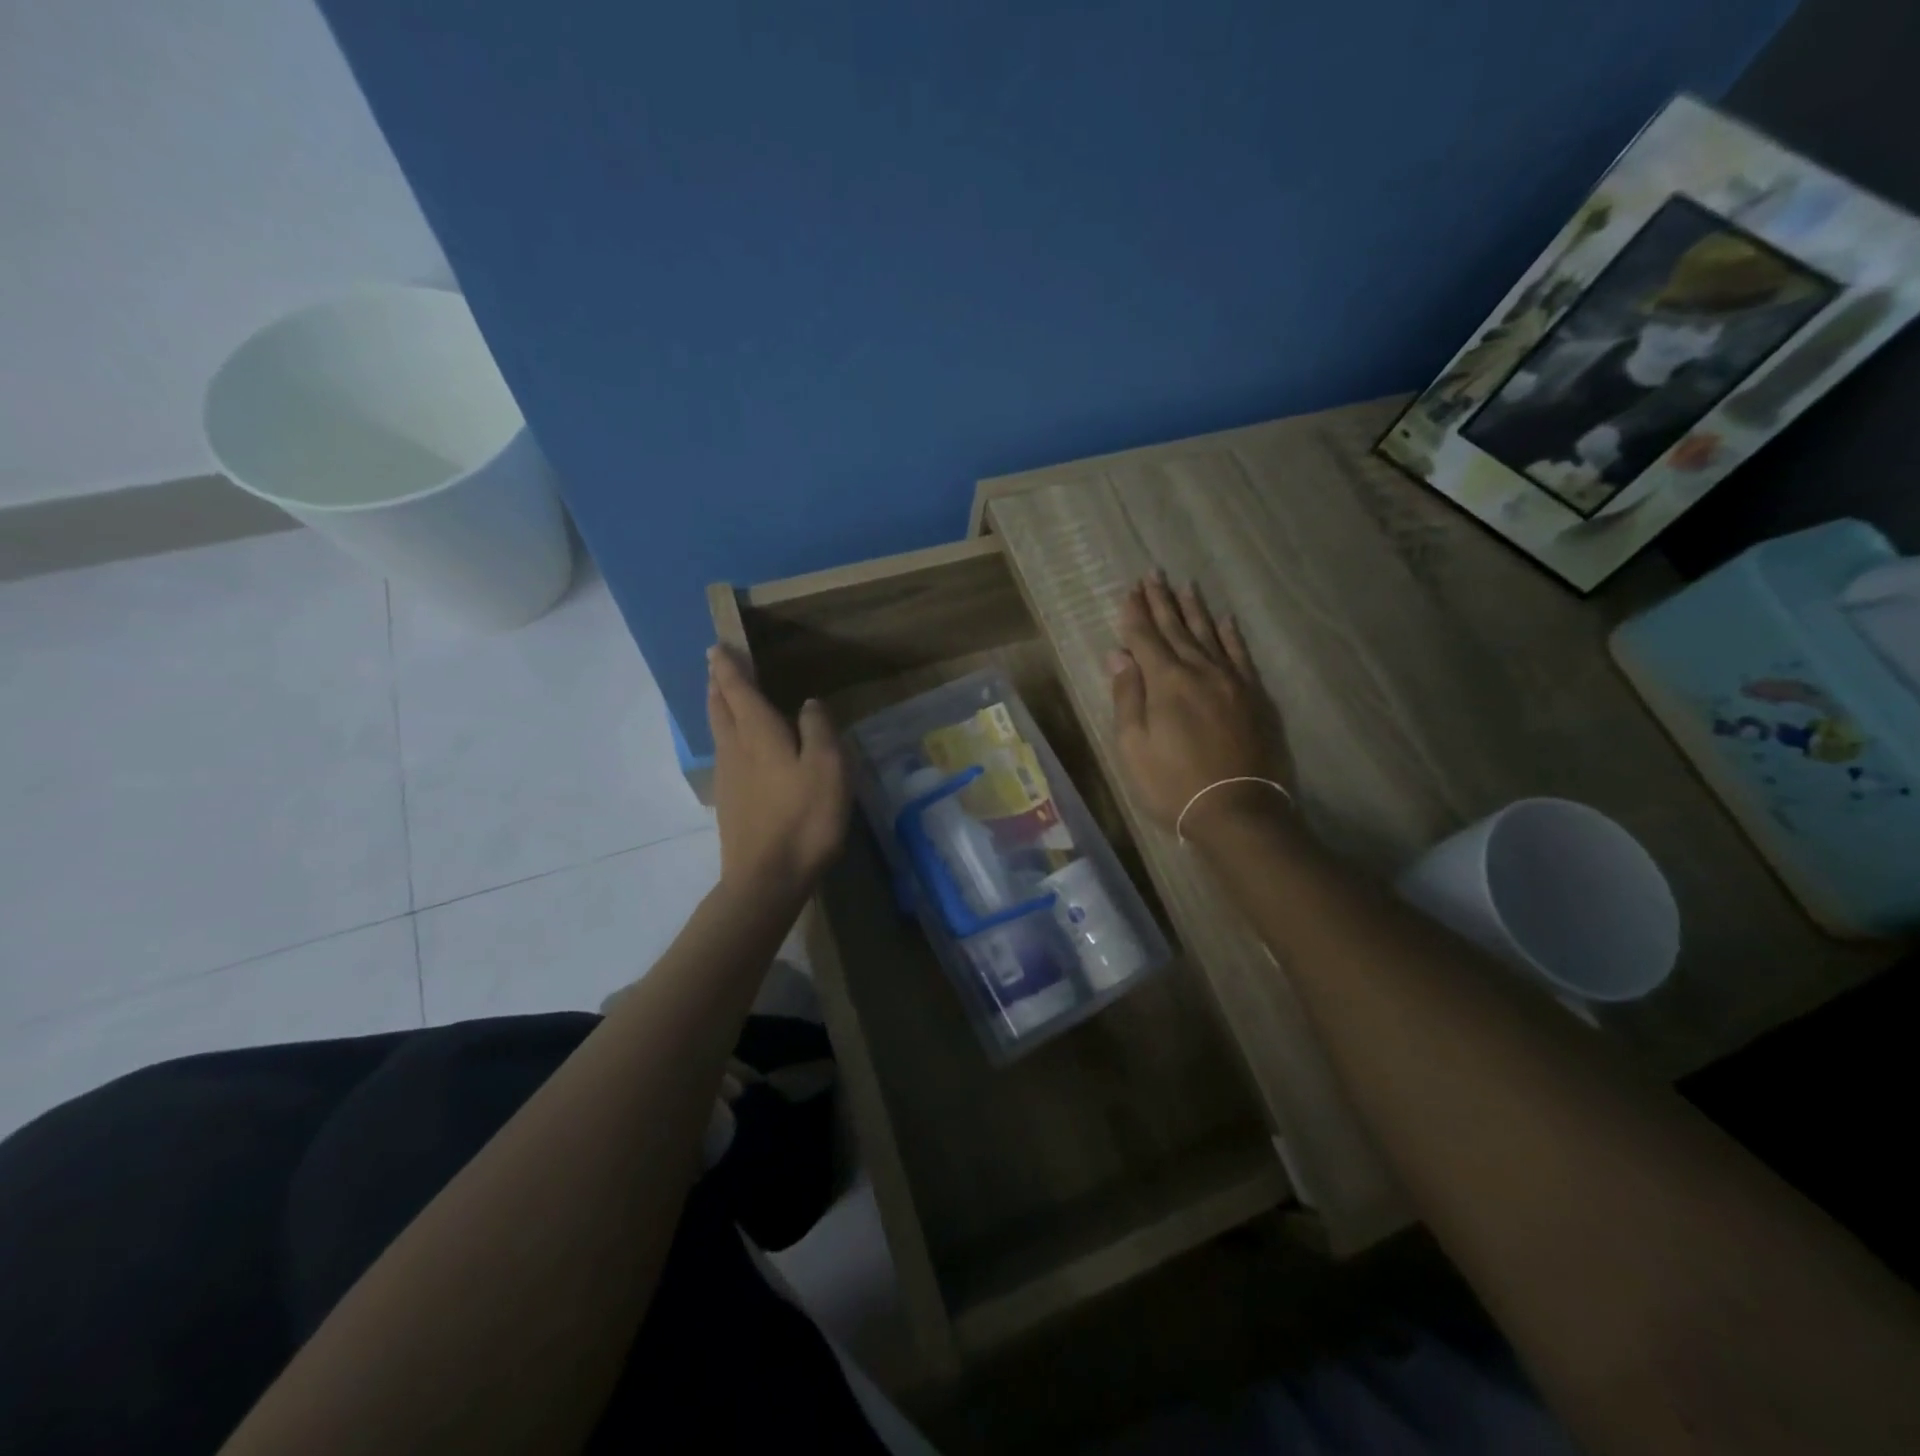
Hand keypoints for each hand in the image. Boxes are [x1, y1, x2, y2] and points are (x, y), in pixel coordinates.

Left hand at [707, 645, 850, 901]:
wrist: (767, 878)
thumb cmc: (804, 818)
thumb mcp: (827, 768)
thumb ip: (818, 730)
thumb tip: (808, 704)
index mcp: (759, 735)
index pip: (738, 691)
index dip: (728, 667)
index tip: (717, 647)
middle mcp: (736, 749)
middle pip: (720, 708)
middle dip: (718, 684)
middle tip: (715, 665)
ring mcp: (729, 778)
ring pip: (718, 731)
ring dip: (718, 707)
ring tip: (722, 695)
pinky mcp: (730, 802)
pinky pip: (724, 753)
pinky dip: (726, 735)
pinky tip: (737, 746)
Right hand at [1108, 573, 1287, 840]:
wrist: (1238, 811)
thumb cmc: (1173, 784)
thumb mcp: (1134, 746)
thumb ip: (1127, 696)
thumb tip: (1119, 655)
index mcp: (1166, 682)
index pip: (1145, 639)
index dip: (1135, 615)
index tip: (1129, 591)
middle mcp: (1200, 671)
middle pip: (1177, 629)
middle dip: (1161, 602)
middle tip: (1152, 575)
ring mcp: (1232, 681)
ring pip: (1209, 635)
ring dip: (1194, 610)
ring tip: (1185, 585)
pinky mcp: (1255, 697)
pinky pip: (1241, 655)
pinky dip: (1231, 635)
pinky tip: (1225, 620)